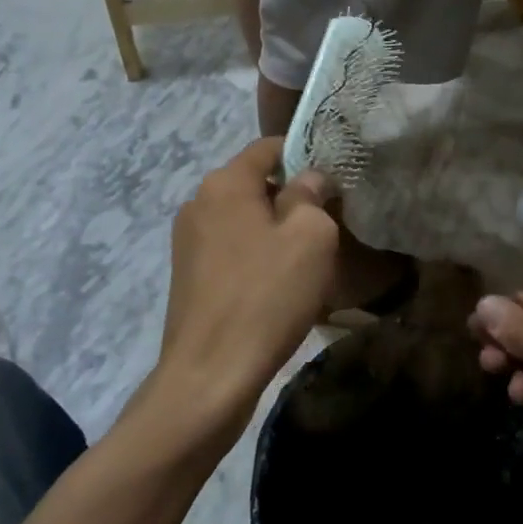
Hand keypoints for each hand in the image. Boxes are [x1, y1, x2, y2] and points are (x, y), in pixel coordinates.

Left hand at [158, 138, 338, 437]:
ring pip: (244, 219)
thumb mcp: (310, 237)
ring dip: (275, 230)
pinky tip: (278, 285)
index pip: (269, 147)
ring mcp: (188, 241)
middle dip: (292, 197)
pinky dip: (256, 256)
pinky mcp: (188, 276)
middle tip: (328, 223)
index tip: (334, 180)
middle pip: (255, 183)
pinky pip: (231, 249)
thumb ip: (311, 195)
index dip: (305, 155)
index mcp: (225, 183)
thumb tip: (309, 179)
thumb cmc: (266, 296)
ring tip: (306, 259)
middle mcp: (199, 202)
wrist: (209, 376)